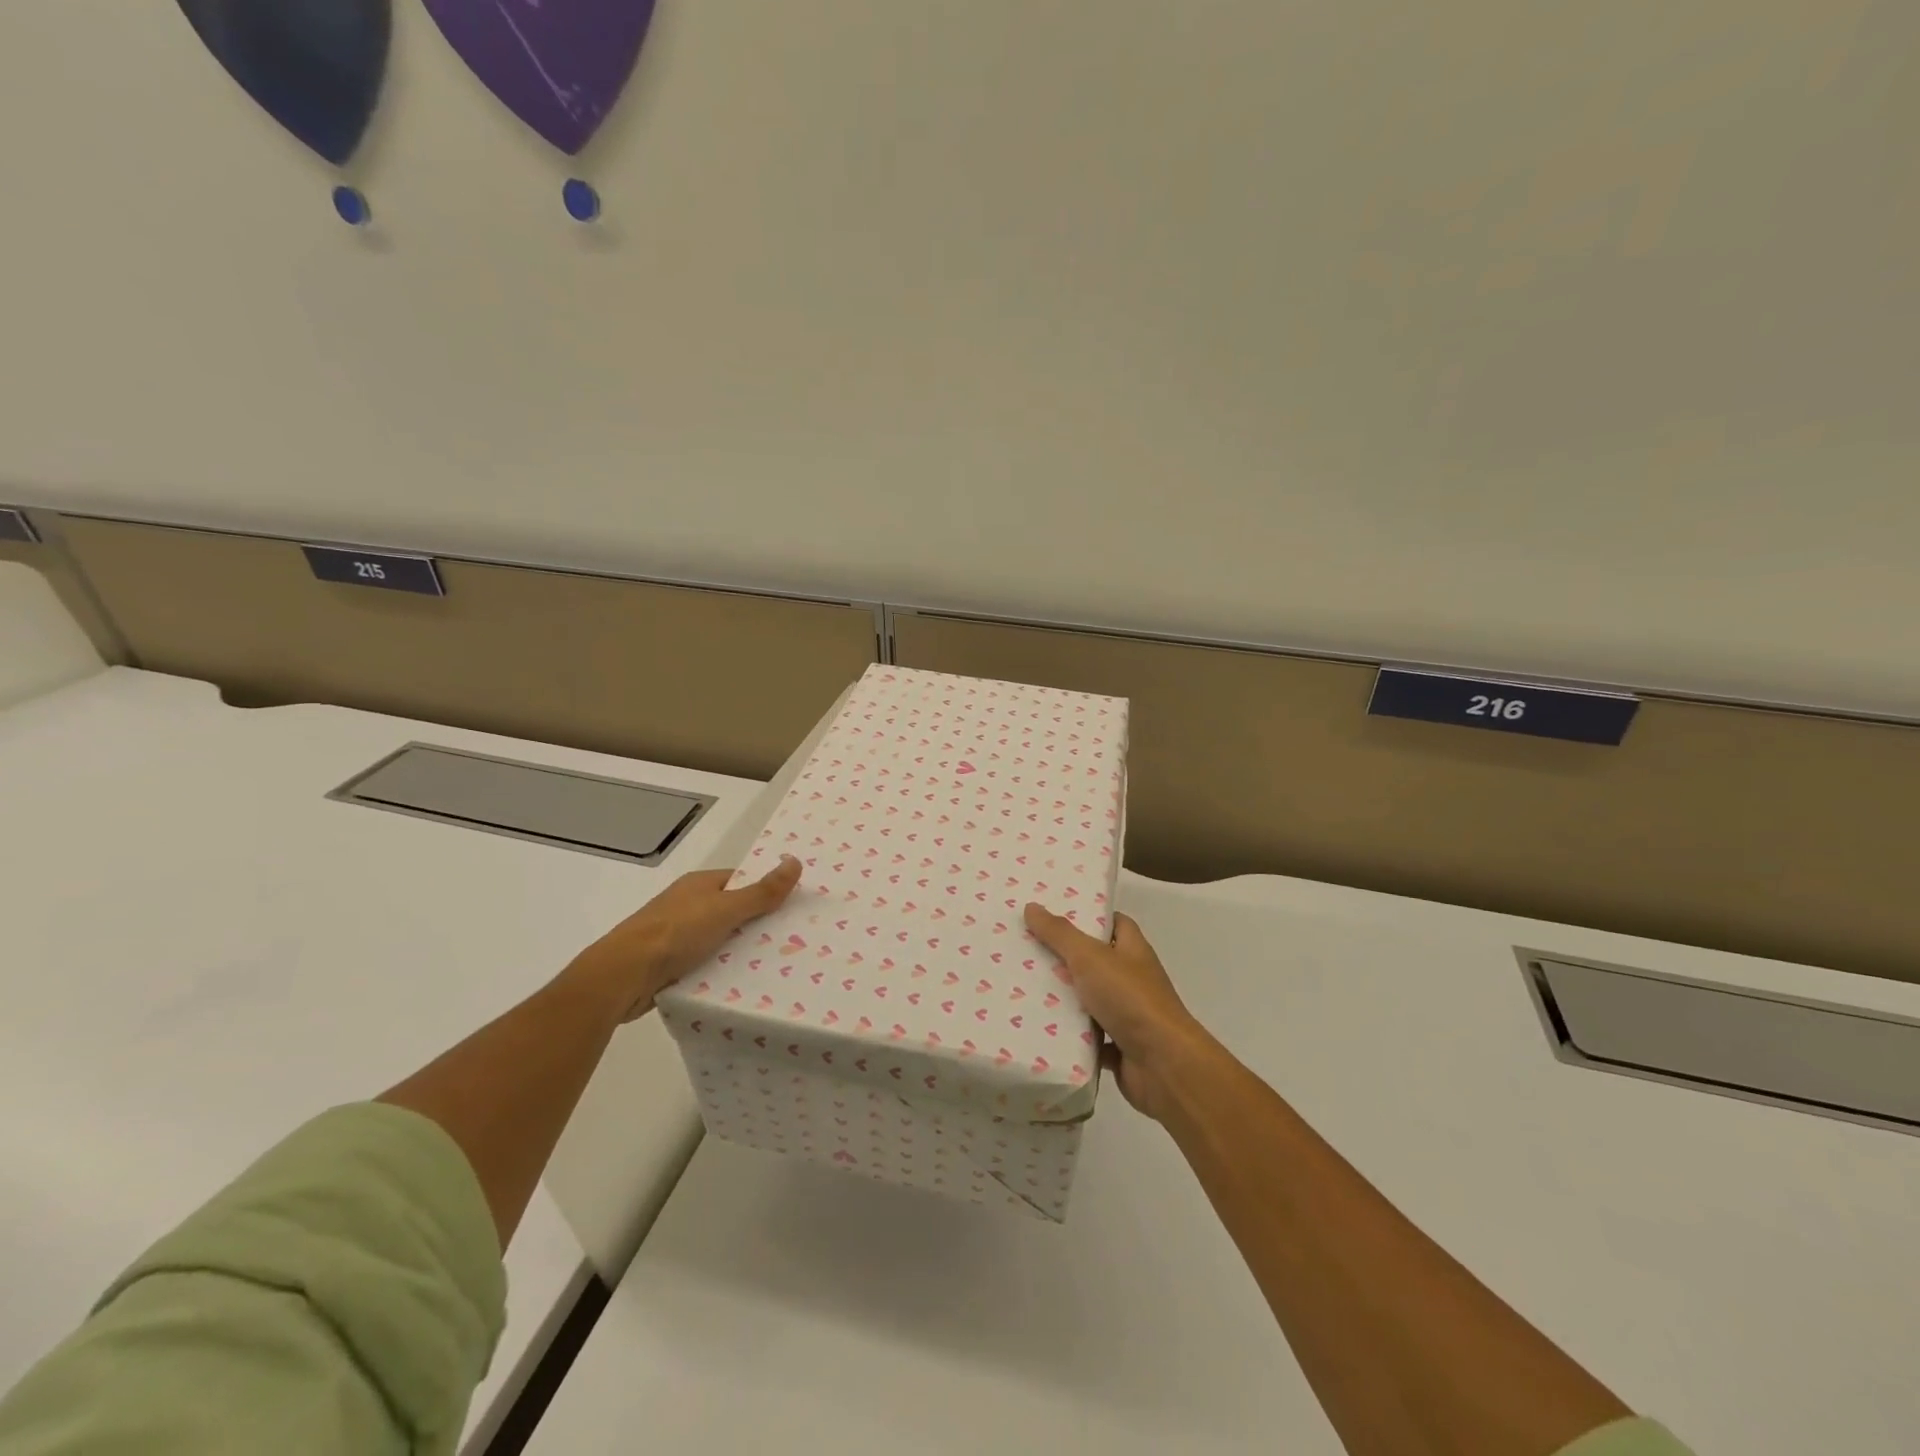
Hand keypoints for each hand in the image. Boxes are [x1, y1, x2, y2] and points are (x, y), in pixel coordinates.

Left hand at [568, 856, 802, 1021]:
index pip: (740, 881)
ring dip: (738, 952)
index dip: (765, 891)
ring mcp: (675, 936)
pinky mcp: (669, 965)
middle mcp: (687, 905)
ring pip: (718, 940)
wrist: (622, 976)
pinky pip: (704, 964)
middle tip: (791, 940)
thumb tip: (795, 861)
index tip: (792, 907)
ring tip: (774, 966)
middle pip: (732, 911)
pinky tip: (740, 985)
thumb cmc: (675, 933)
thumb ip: (761, 892)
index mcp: (699, 885)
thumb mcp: (726, 909)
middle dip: (756, 925)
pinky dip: (720, 972)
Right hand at [1023, 904, 1210, 1121]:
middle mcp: (1132, 979)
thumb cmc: (1130, 999)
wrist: (1163, 1064)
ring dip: (1063, 998)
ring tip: (1022, 986)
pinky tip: (1040, 1029)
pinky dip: (1069, 1035)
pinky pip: (1088, 1036)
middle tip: (1026, 949)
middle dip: (1064, 957)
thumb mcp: (1090, 957)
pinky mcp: (1119, 1047)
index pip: (1114, 923)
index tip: (1055, 913)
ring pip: (1089, 1000)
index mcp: (1132, 950)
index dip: (1088, 916)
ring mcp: (1127, 1014)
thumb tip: (1032, 906)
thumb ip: (1060, 934)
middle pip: (1095, 961)